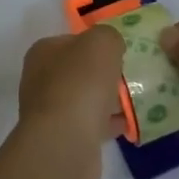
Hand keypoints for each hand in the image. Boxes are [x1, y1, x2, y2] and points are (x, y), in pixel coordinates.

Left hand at [10, 28, 126, 178]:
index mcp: (43, 52)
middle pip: (80, 70)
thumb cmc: (81, 83)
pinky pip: (92, 124)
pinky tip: (131, 122)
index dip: (97, 43)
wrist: (66, 142)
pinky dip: (110, 123)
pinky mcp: (63, 138)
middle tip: (132, 75)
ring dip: (109, 99)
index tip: (121, 51)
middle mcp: (41, 80)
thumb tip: (111, 47)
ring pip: (86, 98)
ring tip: (137, 98)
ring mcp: (50, 111)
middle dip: (105, 73)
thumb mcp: (102, 42)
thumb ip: (109, 36)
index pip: (72, 40)